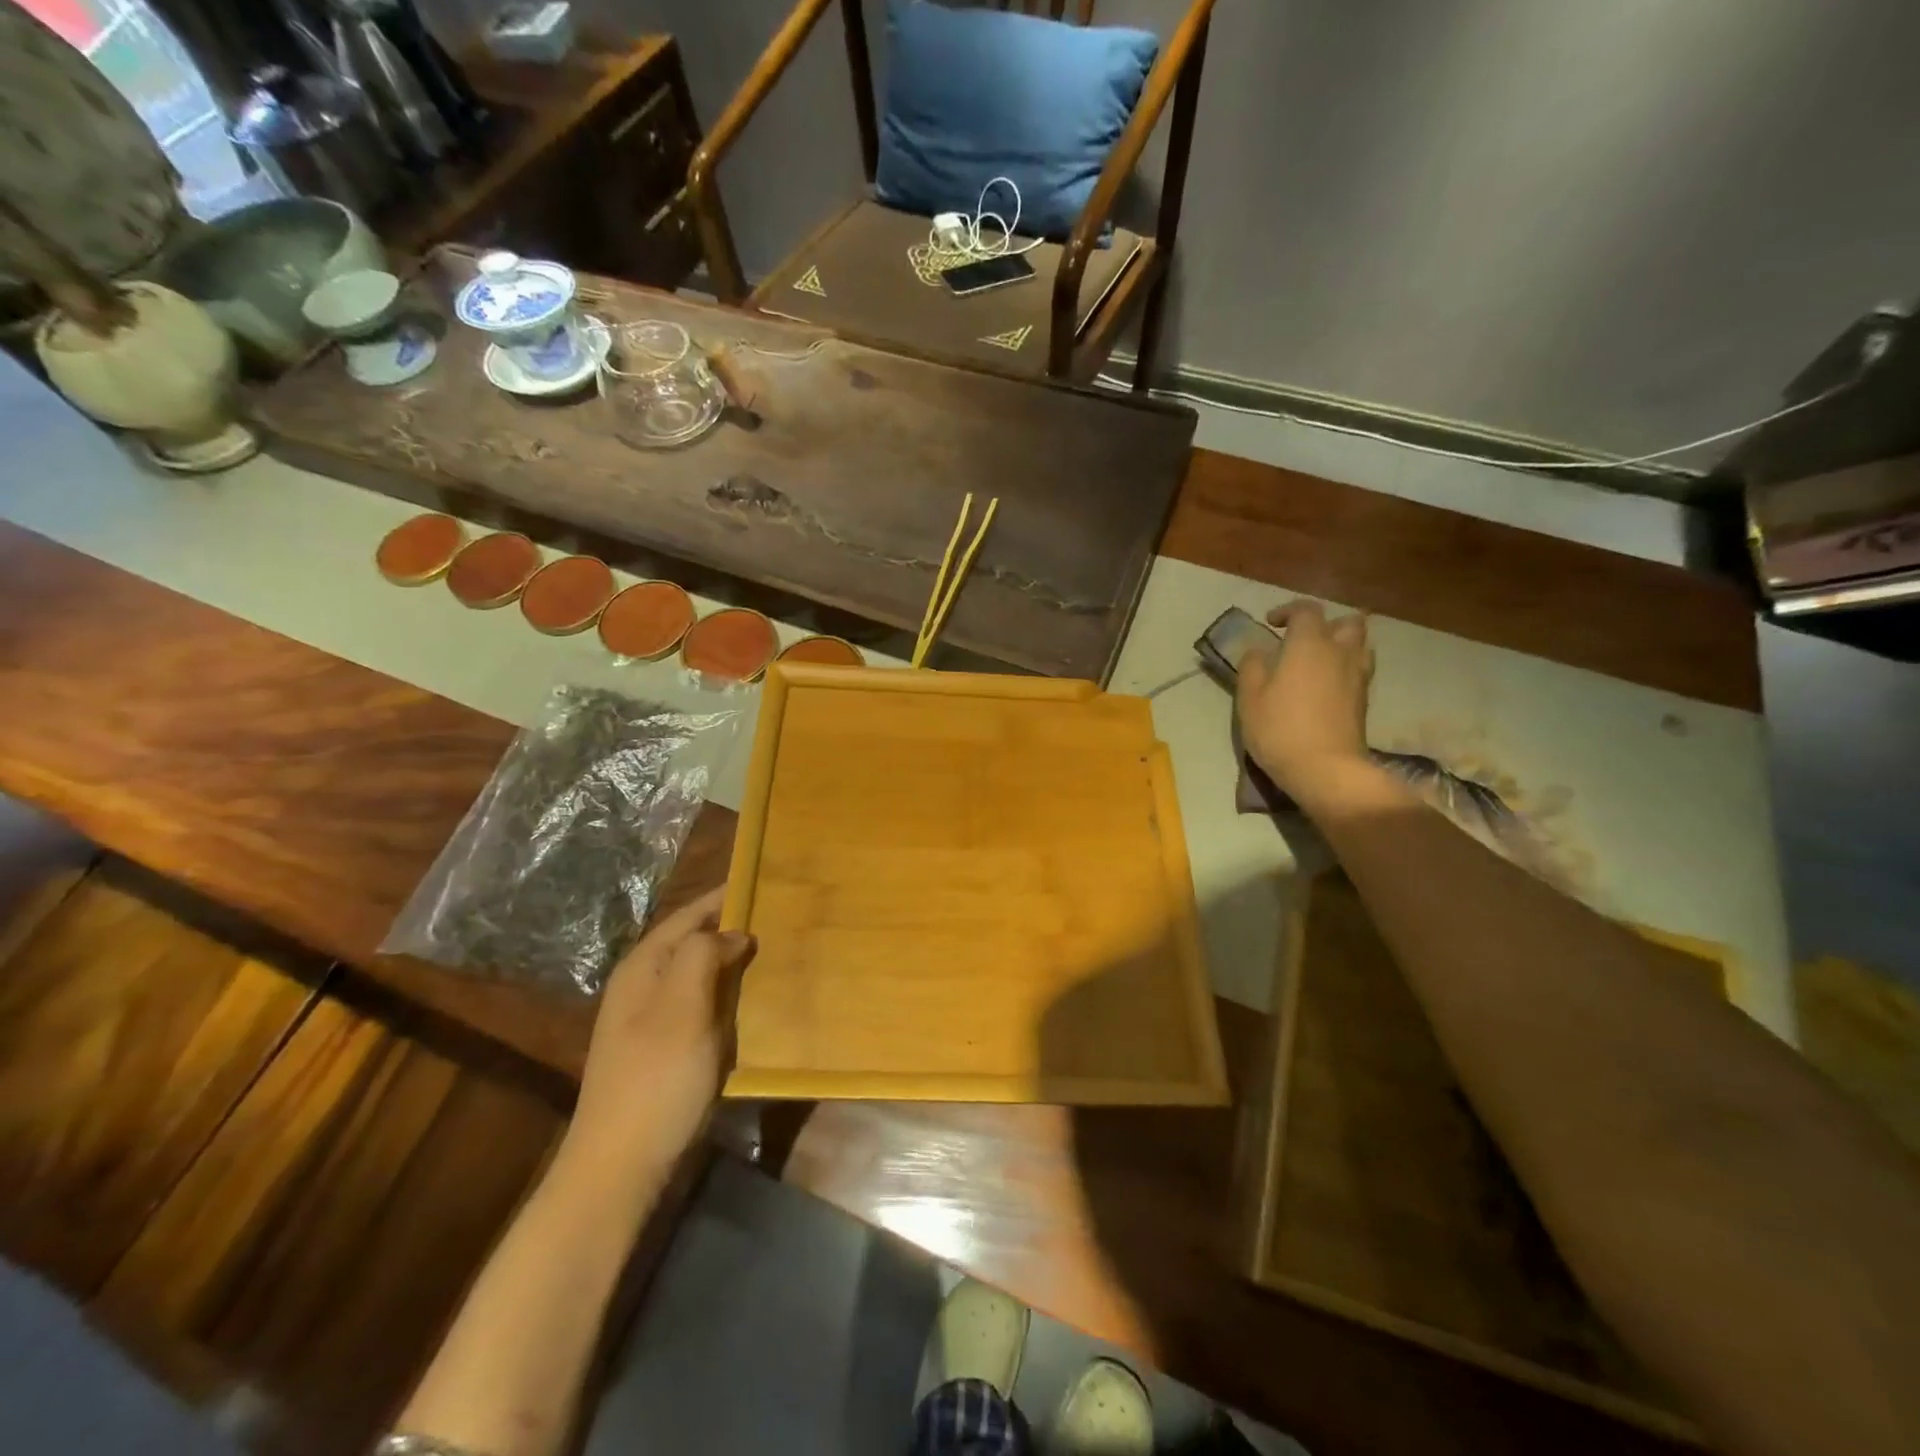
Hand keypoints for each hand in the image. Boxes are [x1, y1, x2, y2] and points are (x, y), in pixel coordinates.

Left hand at [570, 886, 756, 1178]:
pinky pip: (704, 1005)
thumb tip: (733, 933)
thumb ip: (704, 956)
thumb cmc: (654, 1079)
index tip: (763, 878)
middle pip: (694, 942)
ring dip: (733, 961)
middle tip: (780, 915)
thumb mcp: (681, 1008)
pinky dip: (730, 995)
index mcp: (643, 968)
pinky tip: (756, 1000)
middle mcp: (644, 987)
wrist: (620, 1166)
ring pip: (700, 974)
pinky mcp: (667, 1050)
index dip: (724, 896)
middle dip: (732, 926)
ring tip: (777, 950)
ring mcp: (653, 1021)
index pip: (689, 916)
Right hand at [1235, 599, 1374, 799]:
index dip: (1288, 611)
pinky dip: (1346, 667)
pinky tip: (1328, 684)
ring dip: (1342, 644)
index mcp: (1309, 644)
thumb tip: (1258, 650)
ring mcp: (1358, 675)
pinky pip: (1360, 668)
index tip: (1271, 624)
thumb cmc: (1280, 729)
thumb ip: (1252, 666)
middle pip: (1346, 622)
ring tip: (1319, 661)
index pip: (1306, 610)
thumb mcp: (1250, 698)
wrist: (1326, 768)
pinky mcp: (1365, 699)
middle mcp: (1339, 652)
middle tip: (1303, 640)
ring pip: (1360, 644)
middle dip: (1326, 624)